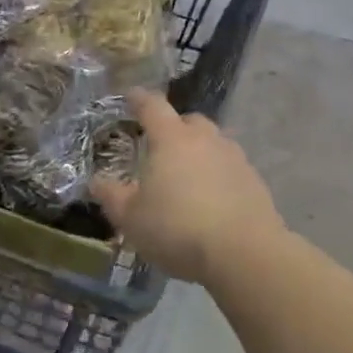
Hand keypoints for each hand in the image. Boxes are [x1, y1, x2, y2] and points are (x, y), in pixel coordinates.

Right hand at [94, 90, 284, 284]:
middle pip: (188, 121)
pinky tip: (212, 202)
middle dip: (174, 128)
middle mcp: (205, 139)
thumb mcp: (131, 218)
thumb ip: (112, 196)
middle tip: (160, 147)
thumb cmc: (178, 229)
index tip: (130, 97)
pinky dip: (219, 177)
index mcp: (171, 138)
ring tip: (187, 178)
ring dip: (199, 153)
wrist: (245, 255)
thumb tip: (96, 181)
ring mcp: (235, 159)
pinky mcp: (256, 183)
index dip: (139, 99)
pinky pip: (230, 169)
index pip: (152, 105)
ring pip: (213, 144)